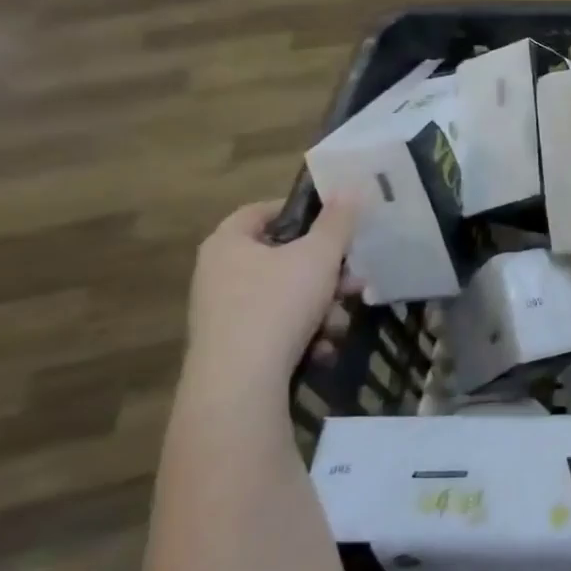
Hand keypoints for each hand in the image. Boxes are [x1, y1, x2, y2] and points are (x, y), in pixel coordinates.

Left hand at [183, 200, 357, 392]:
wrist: (239, 384)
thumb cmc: (277, 304)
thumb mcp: (319, 256)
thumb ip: (338, 221)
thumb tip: (351, 186)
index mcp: (228, 243)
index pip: (261, 211)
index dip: (299, 211)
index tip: (334, 222)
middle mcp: (218, 274)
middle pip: (282, 257)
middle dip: (325, 270)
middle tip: (353, 280)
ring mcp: (222, 313)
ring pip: (285, 295)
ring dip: (321, 306)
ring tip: (338, 323)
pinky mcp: (233, 346)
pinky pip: (276, 327)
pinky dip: (303, 334)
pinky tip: (321, 348)